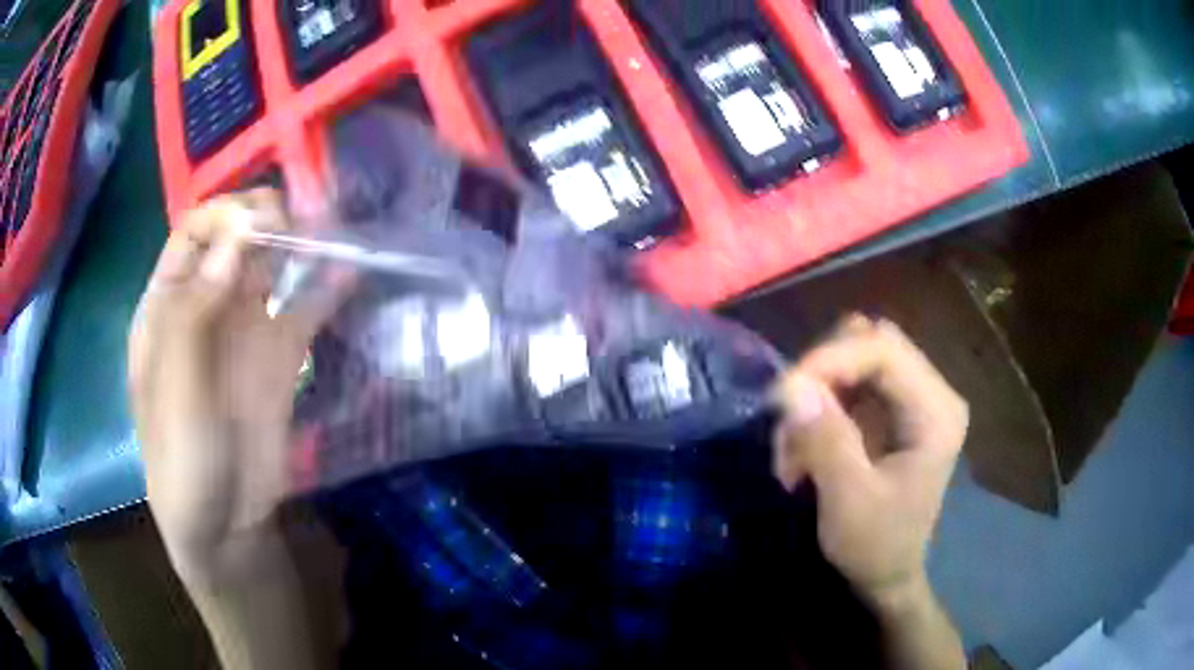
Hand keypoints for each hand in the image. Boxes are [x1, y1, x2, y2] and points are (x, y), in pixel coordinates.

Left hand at [129, 189, 324, 584]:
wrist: (225, 529)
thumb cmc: (183, 461)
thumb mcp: (177, 392)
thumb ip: (196, 313)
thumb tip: (237, 235)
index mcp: (166, 306)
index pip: (192, 234)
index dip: (223, 217)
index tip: (259, 220)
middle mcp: (205, 306)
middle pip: (233, 241)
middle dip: (263, 220)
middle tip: (296, 220)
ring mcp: (244, 330)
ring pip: (268, 268)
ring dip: (295, 244)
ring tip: (327, 229)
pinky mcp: (280, 358)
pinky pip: (303, 311)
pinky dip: (324, 289)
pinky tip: (348, 272)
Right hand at [771, 315, 967, 602]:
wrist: (886, 577)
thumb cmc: (876, 547)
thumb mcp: (848, 501)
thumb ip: (825, 440)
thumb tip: (790, 386)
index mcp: (936, 411)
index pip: (883, 348)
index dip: (830, 358)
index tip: (783, 393)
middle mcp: (929, 393)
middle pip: (868, 344)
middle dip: (820, 376)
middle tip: (788, 422)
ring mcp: (909, 399)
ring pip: (851, 360)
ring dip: (814, 396)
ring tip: (792, 451)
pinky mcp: (888, 411)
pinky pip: (845, 386)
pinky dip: (816, 411)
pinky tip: (801, 451)